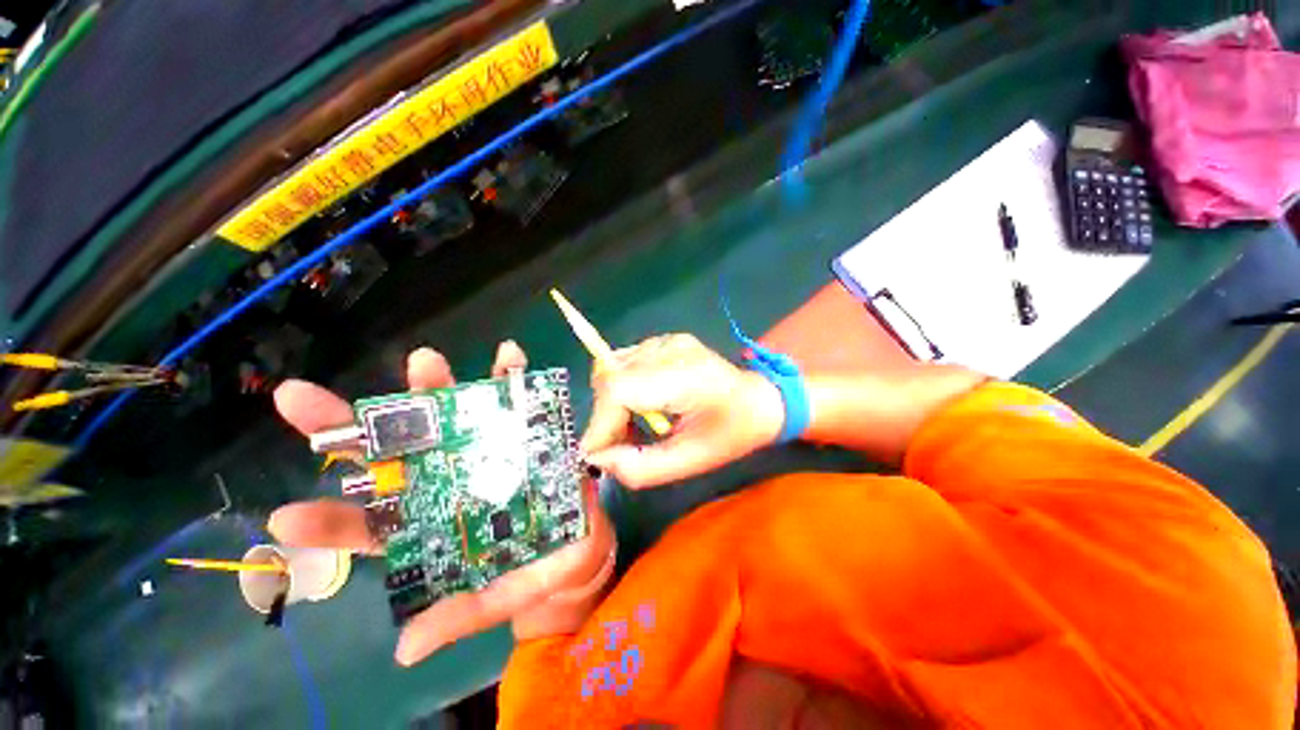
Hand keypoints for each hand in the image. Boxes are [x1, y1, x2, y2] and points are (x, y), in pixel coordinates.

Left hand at [269, 341, 616, 665]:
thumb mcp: (505, 595)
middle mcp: (449, 478)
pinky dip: (511, 376)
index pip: (371, 526)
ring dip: (434, 387)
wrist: (584, 538)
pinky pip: (515, 398)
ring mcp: (485, 447)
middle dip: (350, 427)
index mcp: (435, 526)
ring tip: (425, 361)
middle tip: (300, 399)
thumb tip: (405, 649)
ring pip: (449, 414)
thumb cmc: (542, 569)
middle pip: (392, 454)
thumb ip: (463, 612)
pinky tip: (511, 355)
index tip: (285, 519)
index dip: (329, 523)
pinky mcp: (523, 429)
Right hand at [581, 333, 784, 488]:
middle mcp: (670, 348)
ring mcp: (666, 340)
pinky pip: (625, 363)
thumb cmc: (731, 435)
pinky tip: (643, 404)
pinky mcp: (663, 341)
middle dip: (605, 417)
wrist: (758, 401)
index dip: (600, 423)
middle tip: (619, 445)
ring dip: (612, 402)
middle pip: (610, 377)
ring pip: (612, 369)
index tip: (596, 455)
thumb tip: (597, 459)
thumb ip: (640, 467)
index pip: (618, 388)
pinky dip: (622, 388)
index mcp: (684, 376)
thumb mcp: (690, 462)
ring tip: (634, 426)